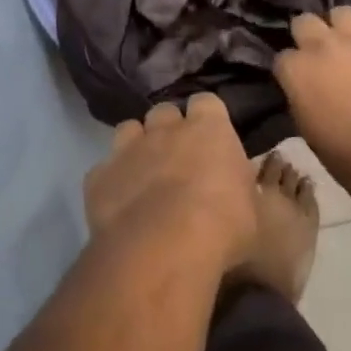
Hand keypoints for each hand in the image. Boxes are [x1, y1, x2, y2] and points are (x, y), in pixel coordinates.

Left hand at [84, 94, 257, 274]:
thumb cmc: (222, 228)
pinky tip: (119, 203)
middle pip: (164, 111)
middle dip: (169, 129)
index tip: (211, 137)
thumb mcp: (251, 211)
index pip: (207, 102)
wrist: (164, 247)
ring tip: (144, 173)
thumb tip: (235, 187)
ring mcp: (128, 148)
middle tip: (177, 158)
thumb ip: (239, 188)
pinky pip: (104, 169)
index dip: (207, 117)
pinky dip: (112, 181)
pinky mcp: (99, 175)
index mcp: (209, 130)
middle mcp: (165, 129)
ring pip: (129, 129)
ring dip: (136, 145)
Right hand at [273, 6, 350, 184]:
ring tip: (348, 44)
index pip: (282, 56)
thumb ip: (300, 95)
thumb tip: (304, 87)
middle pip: (305, 21)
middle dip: (307, 35)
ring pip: (343, 12)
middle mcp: (323, 45)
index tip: (296, 81)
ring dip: (341, 27)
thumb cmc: (344, 154)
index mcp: (296, 69)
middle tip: (317, 54)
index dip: (290, 69)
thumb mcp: (305, 126)